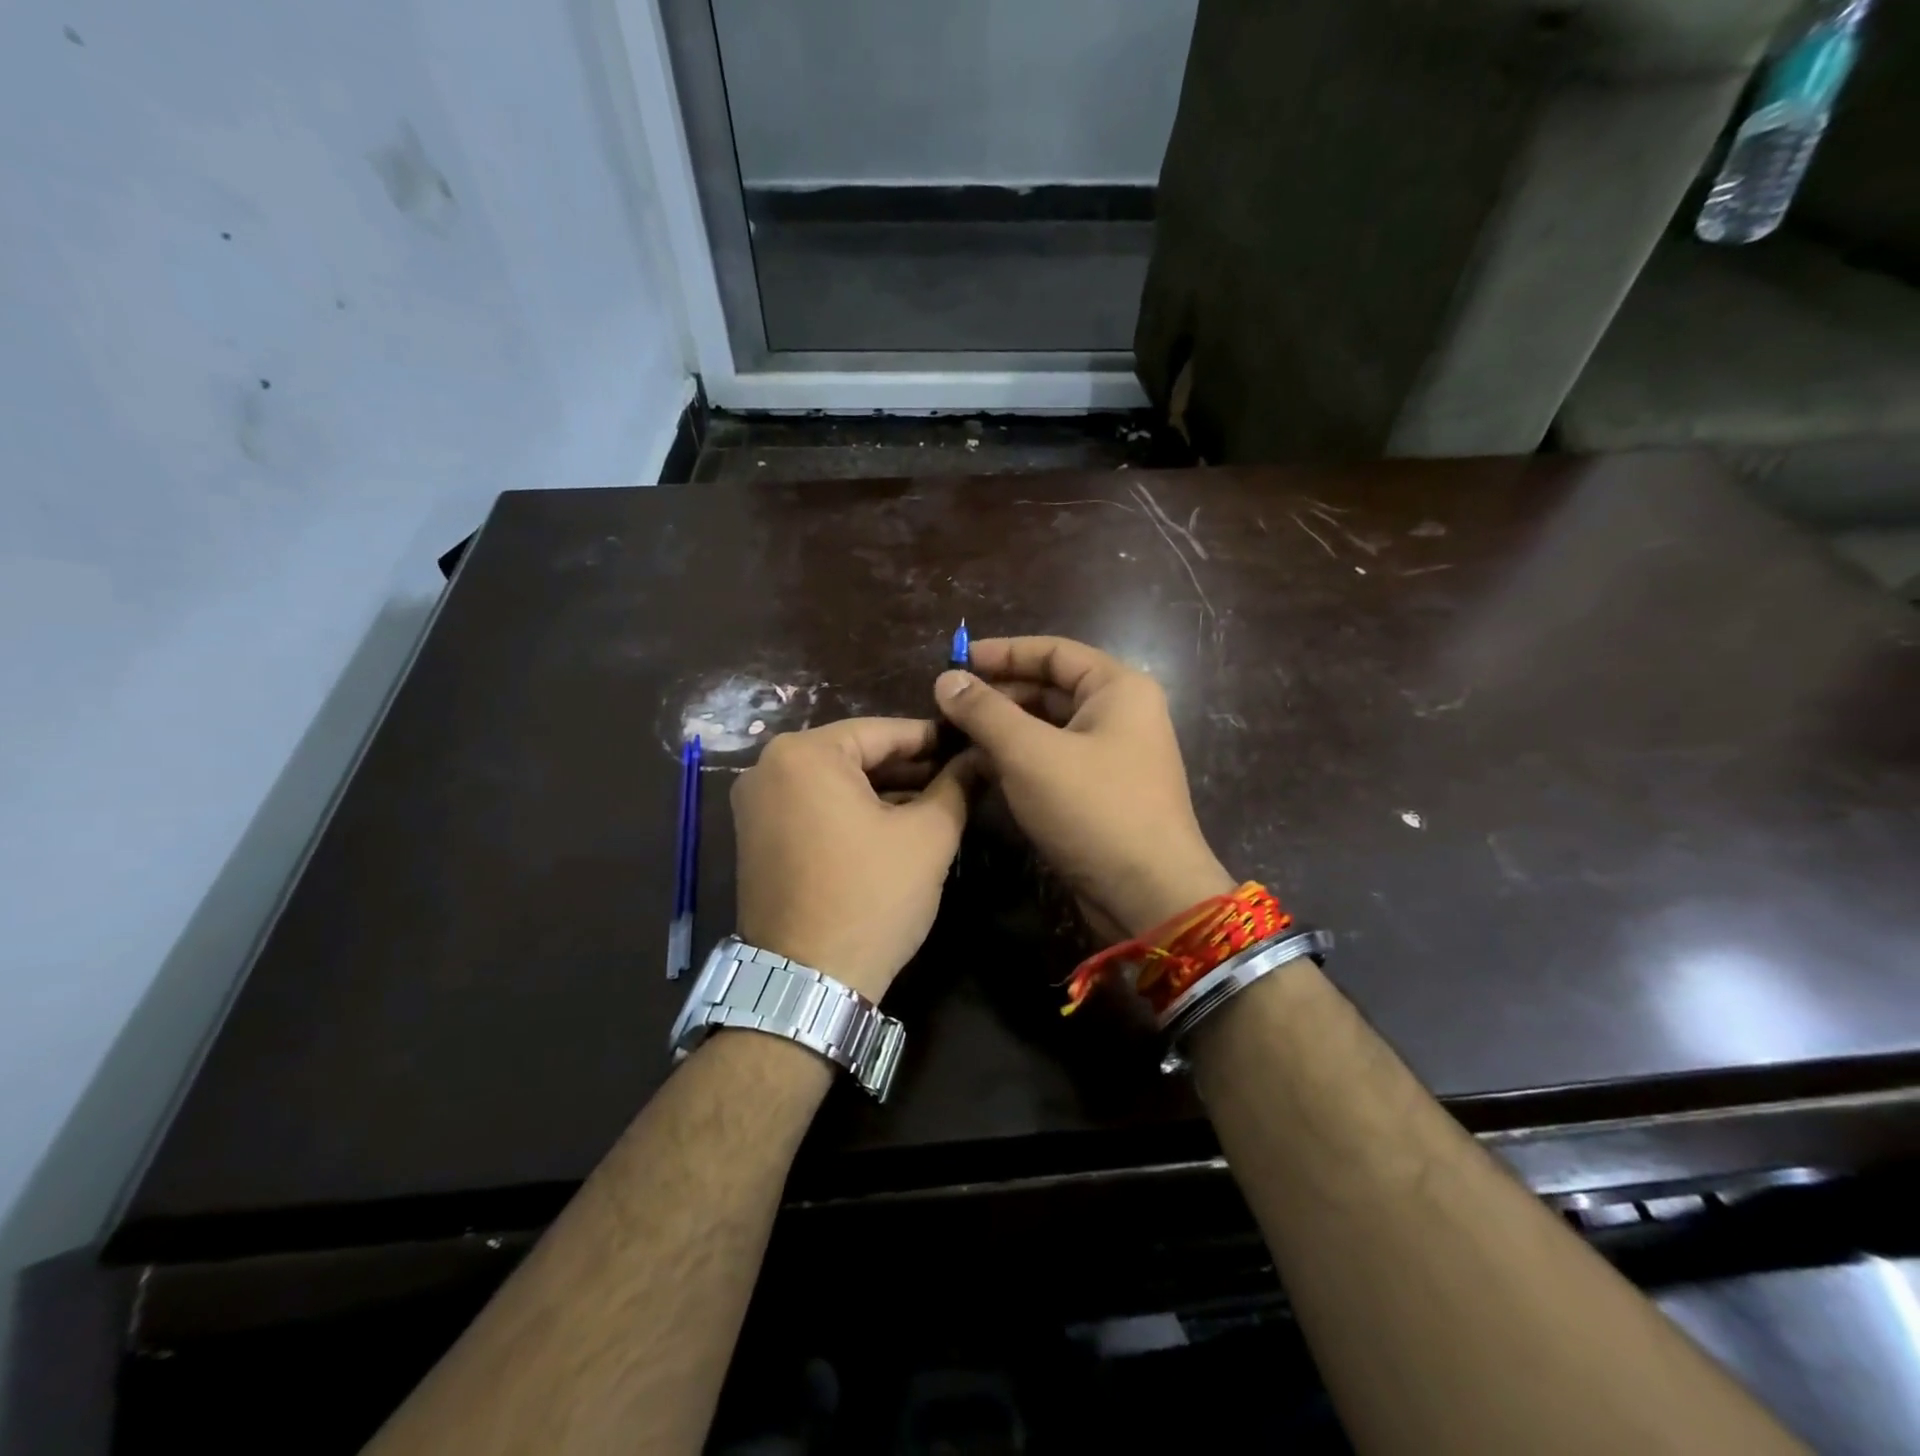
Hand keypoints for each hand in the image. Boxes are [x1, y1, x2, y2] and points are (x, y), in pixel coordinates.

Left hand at [730, 718, 971, 1002]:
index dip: (934, 739)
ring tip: (938, 801)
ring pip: (835, 783)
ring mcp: (756, 806)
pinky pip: (814, 808)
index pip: (883, 731)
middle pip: (855, 755)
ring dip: (885, 791)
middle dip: (910, 767)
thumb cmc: (871, 896)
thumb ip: (957, 785)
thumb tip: (981, 757)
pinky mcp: (756, 839)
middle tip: (959, 776)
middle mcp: (769, 768)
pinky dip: (853, 812)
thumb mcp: (928, 836)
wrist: (807, 983)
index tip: (971, 744)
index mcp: (804, 753)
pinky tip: (895, 825)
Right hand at [934, 636, 1232, 938]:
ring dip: (1004, 730)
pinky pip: (1053, 761)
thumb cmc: (1093, 809)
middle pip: (1050, 688)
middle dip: (999, 694)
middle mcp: (1120, 715)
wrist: (1148, 896)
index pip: (1053, 651)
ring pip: (1048, 728)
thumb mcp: (1030, 754)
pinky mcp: (1100, 793)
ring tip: (955, 736)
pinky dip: (1019, 760)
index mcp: (1117, 689)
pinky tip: (981, 768)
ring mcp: (1112, 756)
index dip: (1003, 652)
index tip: (956, 660)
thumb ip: (985, 712)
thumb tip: (946, 679)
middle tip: (948, 706)